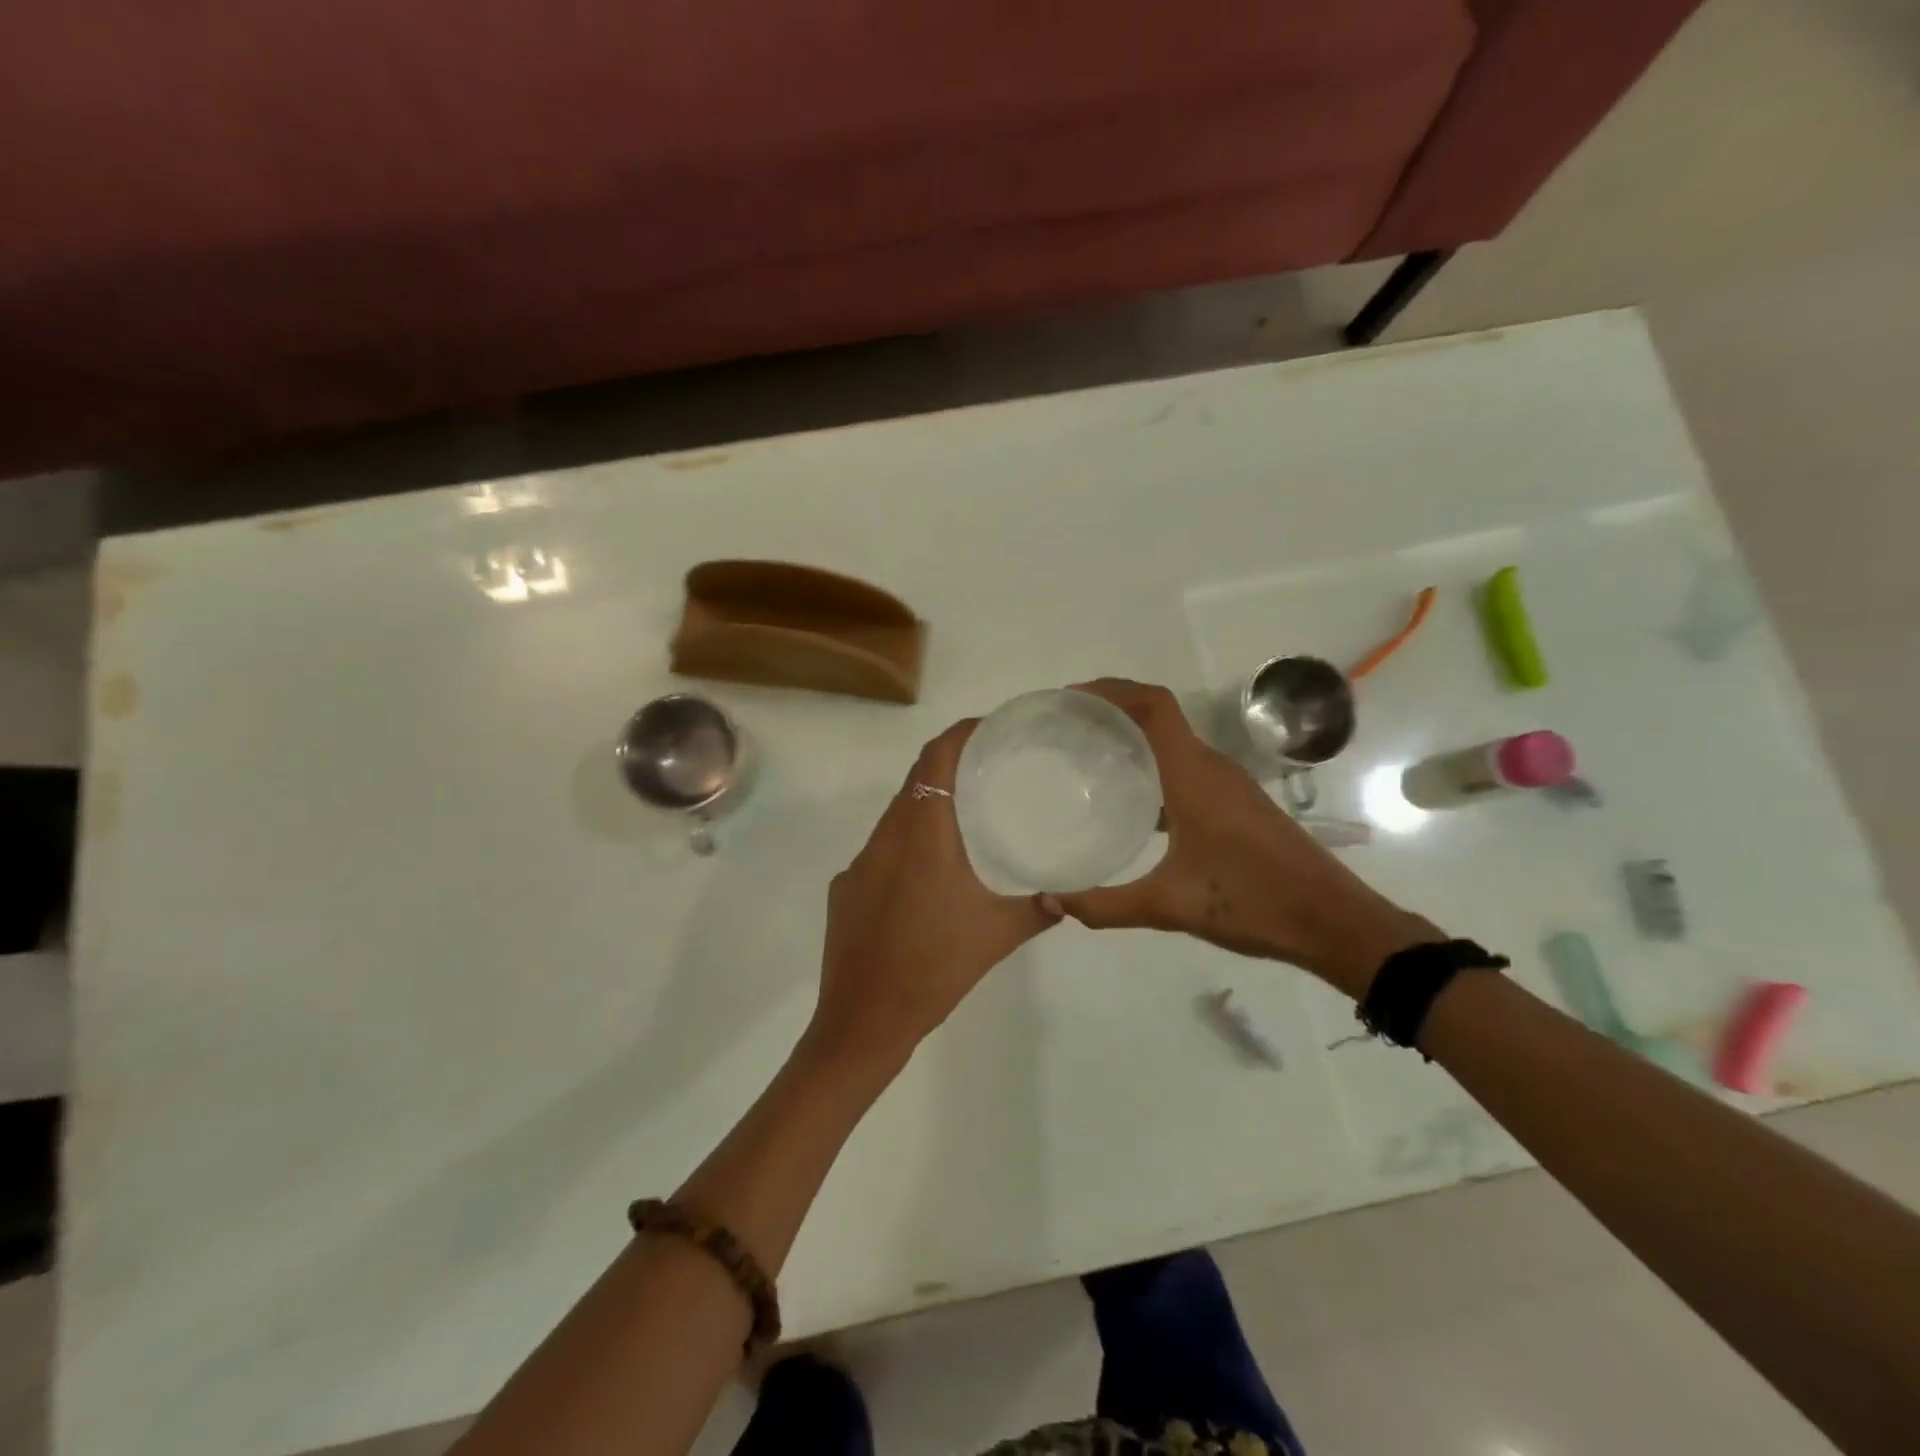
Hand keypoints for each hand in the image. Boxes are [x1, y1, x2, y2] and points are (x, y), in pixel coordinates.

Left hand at [806, 720, 1059, 1074]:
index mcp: (922, 837)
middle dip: (947, 765)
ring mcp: (859, 864)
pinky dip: (906, 841)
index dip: (958, 734)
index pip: (935, 761)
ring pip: (895, 815)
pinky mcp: (846, 888)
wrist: (863, 1020)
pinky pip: (880, 848)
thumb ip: (1037, 911)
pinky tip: (928, 871)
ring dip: (926, 804)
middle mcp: (885, 838)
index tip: (987, 727)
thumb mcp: (997, 936)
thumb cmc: (935, 969)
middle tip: (987, 766)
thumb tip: (1066, 898)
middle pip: (914, 782)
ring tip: (965, 812)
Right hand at [1049, 679, 1437, 997]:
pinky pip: (1185, 766)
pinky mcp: (1236, 803)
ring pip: (1174, 741)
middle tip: (1066, 727)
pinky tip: (1130, 799)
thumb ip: (1105, 905)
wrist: (1332, 922)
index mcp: (1194, 775)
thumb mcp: (1170, 907)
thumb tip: (1050, 902)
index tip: (1070, 699)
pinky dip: (1152, 765)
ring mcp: (1228, 784)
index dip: (1111, 691)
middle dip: (1113, 709)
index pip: (1153, 706)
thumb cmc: (1253, 902)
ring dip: (1133, 736)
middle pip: (1159, 716)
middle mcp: (1211, 767)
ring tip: (1088, 755)